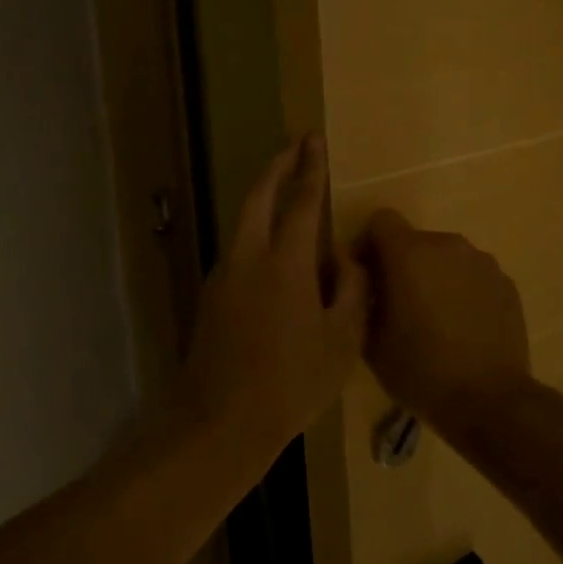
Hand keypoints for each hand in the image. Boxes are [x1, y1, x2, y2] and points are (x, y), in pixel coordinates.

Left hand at [183, 135, 367, 459]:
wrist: (220, 423)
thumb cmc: (291, 383)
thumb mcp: (340, 341)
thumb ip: (350, 290)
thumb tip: (349, 258)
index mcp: (285, 262)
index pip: (301, 201)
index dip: (311, 168)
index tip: (314, 140)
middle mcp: (248, 257)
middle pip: (258, 195)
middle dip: (277, 165)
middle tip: (295, 146)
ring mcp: (224, 275)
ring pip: (242, 220)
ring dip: (262, 196)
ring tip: (286, 190)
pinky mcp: (212, 296)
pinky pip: (238, 247)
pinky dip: (256, 229)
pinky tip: (274, 249)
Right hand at [356, 210, 530, 428]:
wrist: (490, 400)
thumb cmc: (421, 371)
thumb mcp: (371, 341)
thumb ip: (362, 300)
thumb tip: (366, 284)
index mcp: (410, 253)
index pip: (381, 221)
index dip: (368, 243)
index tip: (367, 276)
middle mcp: (448, 245)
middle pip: (415, 241)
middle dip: (402, 265)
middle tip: (397, 305)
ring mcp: (483, 262)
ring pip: (446, 259)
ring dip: (434, 277)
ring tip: (434, 319)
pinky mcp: (506, 283)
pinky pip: (473, 276)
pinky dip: (462, 291)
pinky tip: (463, 328)